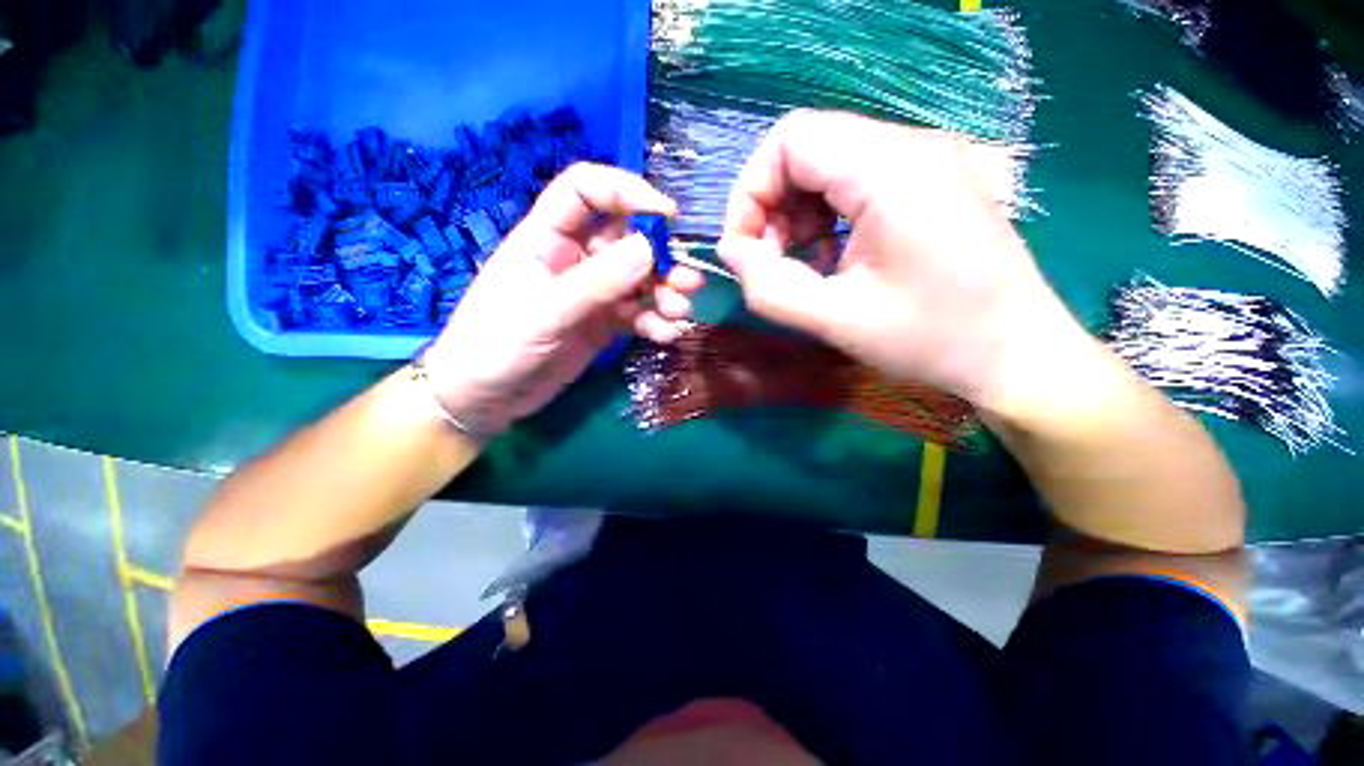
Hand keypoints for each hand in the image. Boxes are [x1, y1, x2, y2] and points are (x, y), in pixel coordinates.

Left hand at [421, 164, 702, 434]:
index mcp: (547, 238)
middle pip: (626, 239)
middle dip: (661, 257)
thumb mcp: (545, 313)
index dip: (627, 192)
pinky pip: (637, 314)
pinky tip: (666, 335)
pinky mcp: (602, 324)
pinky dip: (655, 322)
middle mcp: (574, 259)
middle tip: (688, 281)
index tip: (668, 216)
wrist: (485, 400)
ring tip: (681, 313)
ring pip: (638, 280)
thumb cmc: (496, 347)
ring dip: (665, 293)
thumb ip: (596, 282)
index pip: (587, 191)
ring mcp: (592, 293)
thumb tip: (650, 248)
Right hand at [717, 110, 1088, 411]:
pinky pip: (855, 181)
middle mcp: (912, 147)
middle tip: (770, 263)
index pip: (789, 140)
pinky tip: (830, 258)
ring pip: (828, 164)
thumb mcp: (836, 321)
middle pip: (807, 148)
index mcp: (892, 170)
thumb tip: (732, 253)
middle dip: (771, 207)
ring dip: (796, 214)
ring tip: (799, 265)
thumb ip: (769, 287)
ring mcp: (926, 161)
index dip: (750, 192)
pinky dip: (825, 217)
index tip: (743, 249)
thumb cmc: (931, 340)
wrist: (1016, 354)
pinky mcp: (930, 183)